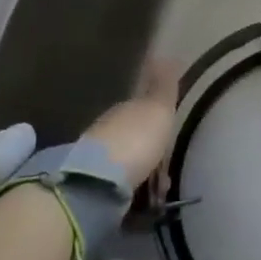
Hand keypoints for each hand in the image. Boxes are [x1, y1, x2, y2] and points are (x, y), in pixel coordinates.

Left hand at [81, 58, 179, 189]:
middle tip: (166, 171)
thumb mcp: (157, 109)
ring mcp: (95, 161)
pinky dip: (131, 194)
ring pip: (125, 164)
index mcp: (123, 109)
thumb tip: (166, 55)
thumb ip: (163, 86)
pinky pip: (118, 188)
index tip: (169, 134)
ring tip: (157, 193)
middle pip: (132, 138)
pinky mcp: (91, 188)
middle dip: (148, 151)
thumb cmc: (135, 141)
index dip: (156, 121)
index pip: (140, 109)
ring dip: (141, 175)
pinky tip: (141, 204)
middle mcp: (106, 131)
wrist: (98, 183)